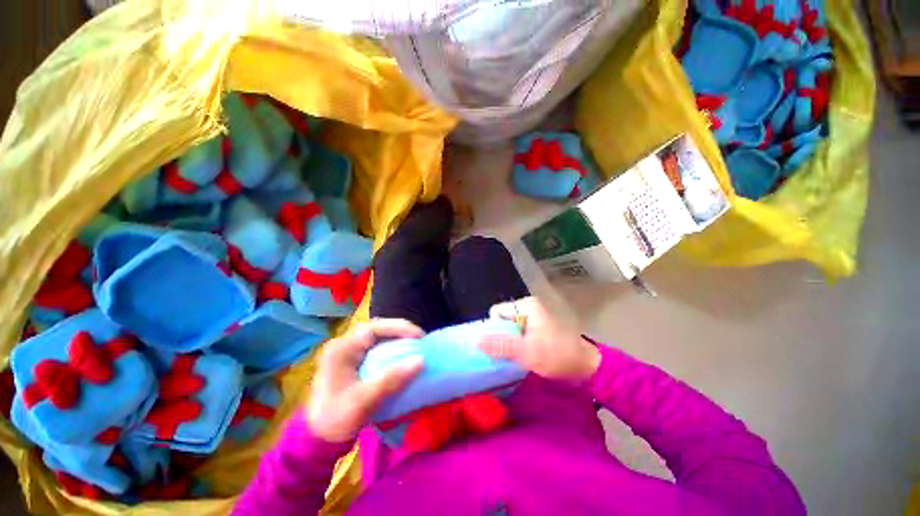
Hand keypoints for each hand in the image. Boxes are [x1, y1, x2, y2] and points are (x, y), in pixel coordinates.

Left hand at [306, 318, 424, 442]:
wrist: (316, 439)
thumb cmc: (336, 419)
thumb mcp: (363, 401)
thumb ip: (391, 379)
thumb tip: (421, 361)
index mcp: (342, 349)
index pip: (374, 328)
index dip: (399, 328)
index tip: (419, 336)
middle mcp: (344, 345)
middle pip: (377, 330)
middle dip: (400, 331)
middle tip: (420, 340)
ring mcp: (348, 353)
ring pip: (377, 338)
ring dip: (397, 339)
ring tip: (415, 346)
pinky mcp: (353, 362)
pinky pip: (376, 349)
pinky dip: (391, 350)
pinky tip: (402, 357)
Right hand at [480, 297, 599, 380]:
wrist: (588, 367)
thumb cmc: (558, 356)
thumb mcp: (527, 352)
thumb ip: (500, 346)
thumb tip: (475, 340)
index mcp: (527, 306)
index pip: (497, 312)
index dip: (494, 329)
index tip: (502, 346)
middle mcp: (530, 306)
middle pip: (504, 318)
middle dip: (504, 335)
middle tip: (511, 352)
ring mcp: (537, 314)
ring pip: (512, 325)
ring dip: (512, 340)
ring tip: (520, 354)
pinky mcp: (541, 324)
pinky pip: (521, 329)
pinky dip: (520, 340)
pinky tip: (527, 352)